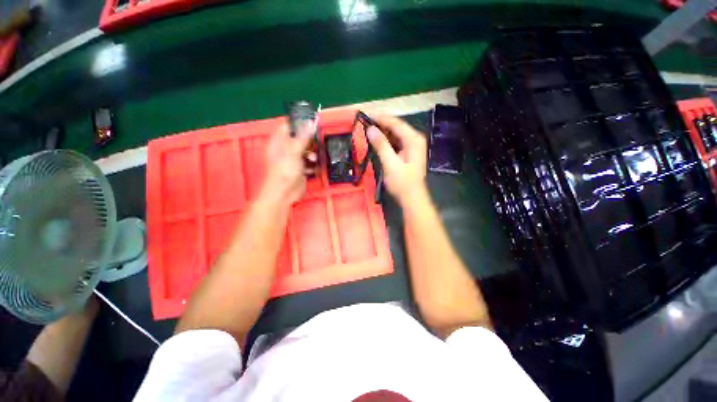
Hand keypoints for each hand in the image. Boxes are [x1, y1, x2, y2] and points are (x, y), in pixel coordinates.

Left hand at [261, 121, 315, 204]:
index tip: (311, 123)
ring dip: (312, 154)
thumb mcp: (294, 151)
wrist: (284, 193)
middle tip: (315, 143)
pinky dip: (312, 165)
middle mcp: (285, 149)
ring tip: (313, 159)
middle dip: (309, 141)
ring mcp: (293, 160)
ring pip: (305, 151)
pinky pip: (308, 163)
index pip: (287, 126)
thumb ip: (303, 137)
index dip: (298, 123)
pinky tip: (313, 168)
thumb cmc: (284, 170)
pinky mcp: (300, 169)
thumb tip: (311, 123)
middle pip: (299, 139)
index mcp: (279, 141)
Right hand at [366, 114, 427, 204]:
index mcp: (413, 139)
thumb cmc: (402, 183)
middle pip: (396, 127)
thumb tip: (370, 129)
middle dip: (380, 124)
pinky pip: (396, 142)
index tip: (365, 115)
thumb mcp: (390, 164)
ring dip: (382, 132)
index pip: (396, 123)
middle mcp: (414, 139)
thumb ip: (381, 145)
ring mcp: (412, 146)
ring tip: (367, 130)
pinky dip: (386, 141)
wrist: (412, 198)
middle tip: (364, 123)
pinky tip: (376, 141)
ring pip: (395, 134)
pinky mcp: (408, 152)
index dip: (380, 118)